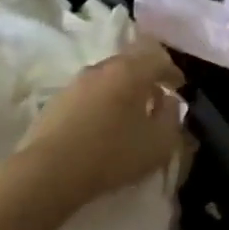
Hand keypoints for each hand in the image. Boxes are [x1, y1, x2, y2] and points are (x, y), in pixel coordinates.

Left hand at [4, 42, 190, 214]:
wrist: (49, 171)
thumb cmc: (112, 154)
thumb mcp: (159, 144)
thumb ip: (172, 118)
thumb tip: (168, 102)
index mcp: (130, 71)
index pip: (158, 58)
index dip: (172, 71)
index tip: (180, 86)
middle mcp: (103, 67)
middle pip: (131, 62)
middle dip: (147, 77)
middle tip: (156, 97)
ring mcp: (76, 81)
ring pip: (108, 76)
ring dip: (123, 89)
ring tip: (129, 113)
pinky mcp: (57, 99)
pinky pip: (90, 92)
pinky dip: (103, 100)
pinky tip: (102, 123)